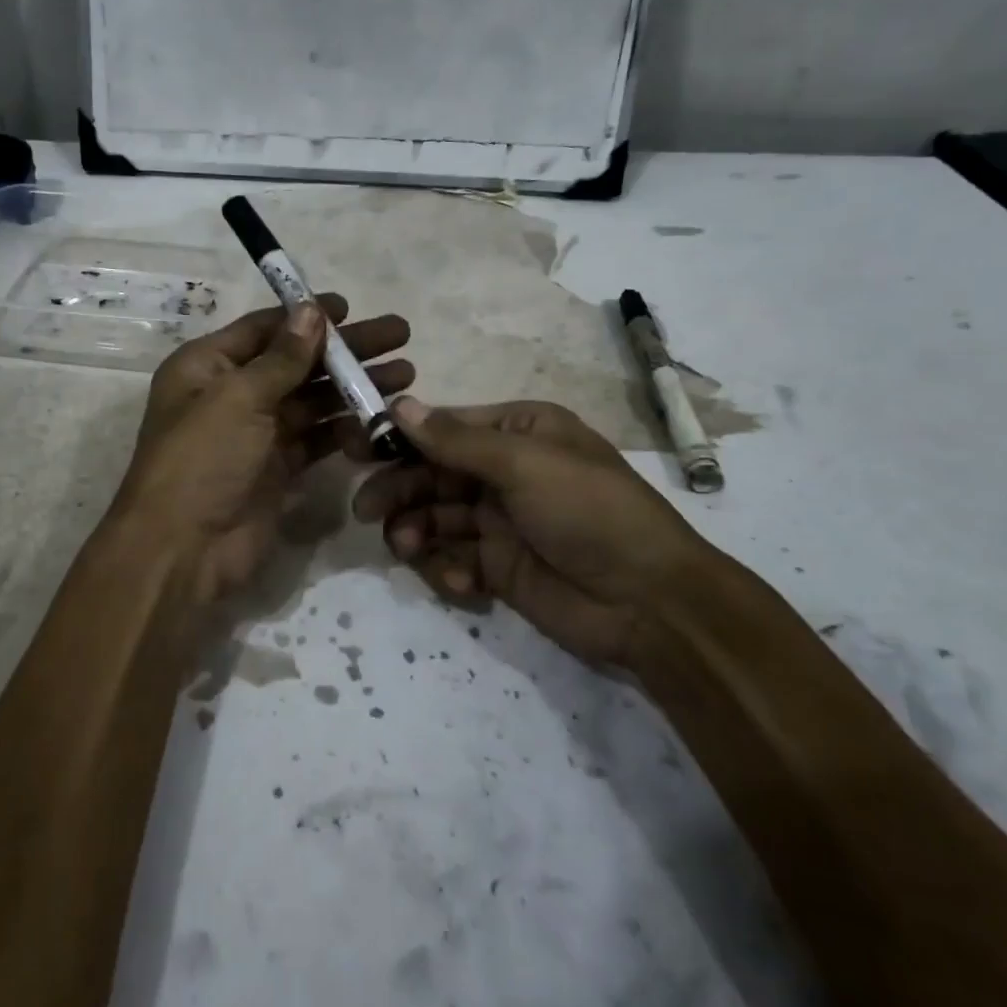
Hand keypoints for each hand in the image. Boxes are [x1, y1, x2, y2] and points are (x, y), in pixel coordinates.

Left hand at [106, 294, 410, 614]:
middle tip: (399, 335)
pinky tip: (381, 417)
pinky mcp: (278, 467)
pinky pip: (317, 438)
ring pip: (313, 400)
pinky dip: (346, 427)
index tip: (352, 307)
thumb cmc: (201, 460)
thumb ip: (282, 357)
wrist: (183, 550)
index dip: (307, 316)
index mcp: (207, 366)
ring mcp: (256, 433)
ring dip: (354, 387)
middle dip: (346, 350)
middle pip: (297, 361)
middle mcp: (231, 394)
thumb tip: (313, 311)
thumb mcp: (238, 398)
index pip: (265, 329)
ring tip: (405, 374)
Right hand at [349, 398, 715, 667]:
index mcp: (519, 433)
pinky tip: (462, 582)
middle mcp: (505, 471)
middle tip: (367, 510)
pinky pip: (453, 558)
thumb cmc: (589, 511)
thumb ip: (455, 440)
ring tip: (408, 547)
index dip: (401, 438)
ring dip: (416, 530)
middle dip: (400, 490)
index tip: (358, 450)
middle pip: (432, 474)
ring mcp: (500, 521)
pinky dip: (446, 567)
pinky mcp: (498, 566)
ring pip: (436, 517)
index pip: (444, 428)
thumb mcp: (524, 464)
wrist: (648, 602)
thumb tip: (398, 404)